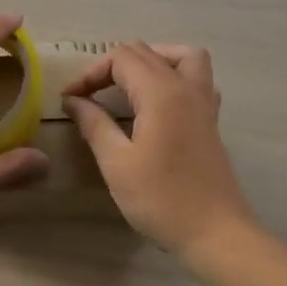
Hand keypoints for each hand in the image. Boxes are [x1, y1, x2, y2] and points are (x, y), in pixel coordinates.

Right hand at [63, 43, 256, 257]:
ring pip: (182, 56)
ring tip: (127, 85)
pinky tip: (157, 104)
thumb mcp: (117, 163)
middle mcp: (186, 88)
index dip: (90, 73)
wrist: (215, 233)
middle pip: (147, 52)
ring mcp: (204, 103)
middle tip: (89, 96)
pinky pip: (196, 79)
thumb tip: (74, 100)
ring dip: (151, 61)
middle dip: (112, 66)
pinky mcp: (211, 121)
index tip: (70, 100)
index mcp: (161, 93)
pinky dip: (174, 77)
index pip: (121, 58)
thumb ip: (94, 124)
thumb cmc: (161, 199)